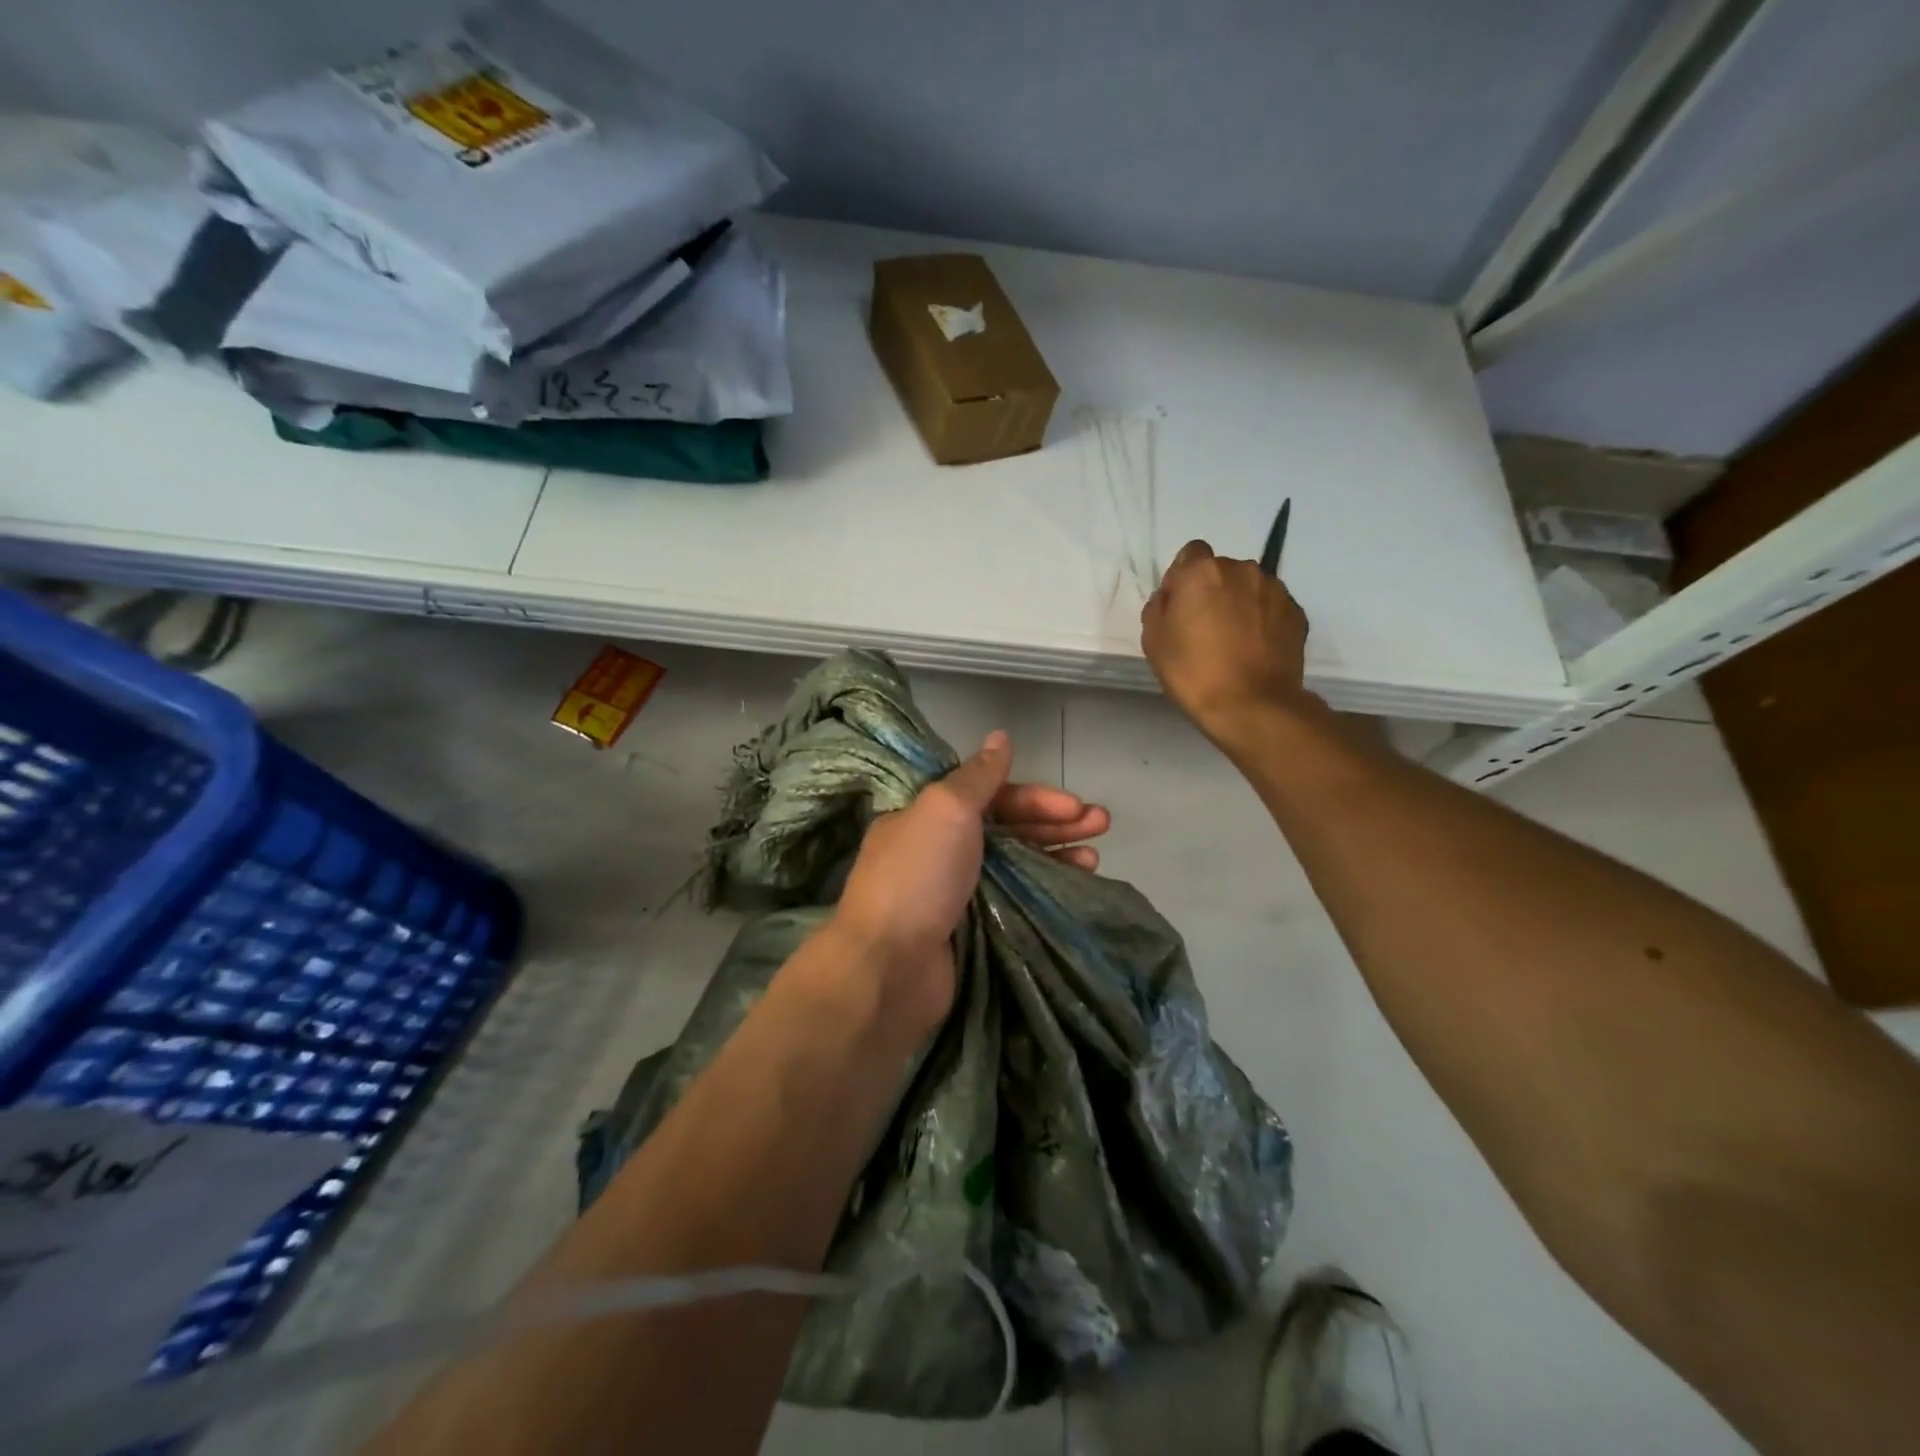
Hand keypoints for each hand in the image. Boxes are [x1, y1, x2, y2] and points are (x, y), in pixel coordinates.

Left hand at [830, 731, 1109, 1034]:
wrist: (889, 966)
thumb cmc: (917, 876)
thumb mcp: (946, 809)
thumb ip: (978, 775)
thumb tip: (999, 736)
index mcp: (929, 816)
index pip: (990, 796)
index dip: (1033, 796)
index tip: (1073, 805)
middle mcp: (941, 850)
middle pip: (1007, 828)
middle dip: (1054, 822)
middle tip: (1102, 823)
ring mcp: (955, 893)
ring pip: (1015, 865)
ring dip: (1056, 855)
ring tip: (1095, 860)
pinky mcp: (970, 930)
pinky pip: (1014, 901)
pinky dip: (1044, 891)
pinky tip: (1076, 889)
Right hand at [1141, 539, 1314, 748]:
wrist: (1252, 705)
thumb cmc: (1193, 672)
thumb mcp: (1153, 640)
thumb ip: (1159, 607)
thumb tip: (1172, 597)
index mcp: (1202, 571)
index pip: (1191, 553)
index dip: (1182, 578)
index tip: (1180, 607)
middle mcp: (1242, 569)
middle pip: (1221, 571)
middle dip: (1213, 591)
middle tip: (1205, 629)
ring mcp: (1274, 590)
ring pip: (1249, 588)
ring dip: (1240, 604)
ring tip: (1234, 641)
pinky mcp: (1296, 613)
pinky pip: (1271, 608)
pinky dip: (1262, 621)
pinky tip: (1254, 650)